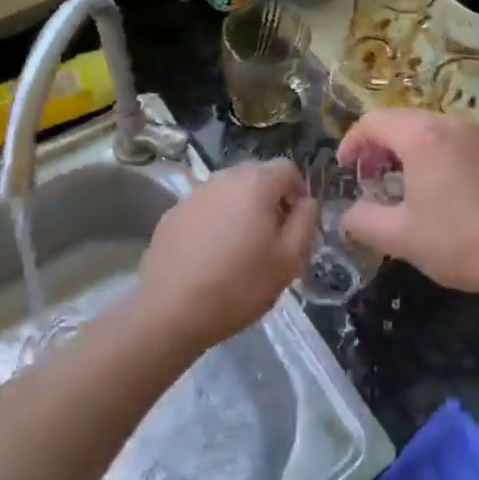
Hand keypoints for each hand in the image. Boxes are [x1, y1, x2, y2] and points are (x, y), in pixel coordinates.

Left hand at [137, 159, 314, 348]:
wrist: (170, 310)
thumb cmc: (238, 286)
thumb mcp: (288, 261)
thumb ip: (305, 222)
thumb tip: (307, 201)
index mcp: (256, 184)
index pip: (288, 169)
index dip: (299, 191)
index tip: (297, 222)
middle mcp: (224, 178)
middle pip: (257, 175)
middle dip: (270, 197)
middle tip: (272, 235)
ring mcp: (194, 193)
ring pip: (229, 190)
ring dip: (242, 207)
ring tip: (241, 245)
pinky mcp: (173, 212)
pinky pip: (206, 206)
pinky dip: (216, 219)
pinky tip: (211, 253)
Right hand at [338, 108, 478, 294]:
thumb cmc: (459, 240)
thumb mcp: (399, 238)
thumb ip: (362, 221)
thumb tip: (347, 215)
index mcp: (421, 136)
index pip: (374, 121)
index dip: (352, 141)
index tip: (346, 168)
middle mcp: (450, 124)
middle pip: (402, 119)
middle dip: (379, 144)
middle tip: (372, 176)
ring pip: (432, 128)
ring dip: (409, 147)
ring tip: (406, 182)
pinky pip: (459, 140)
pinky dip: (440, 153)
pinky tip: (446, 188)